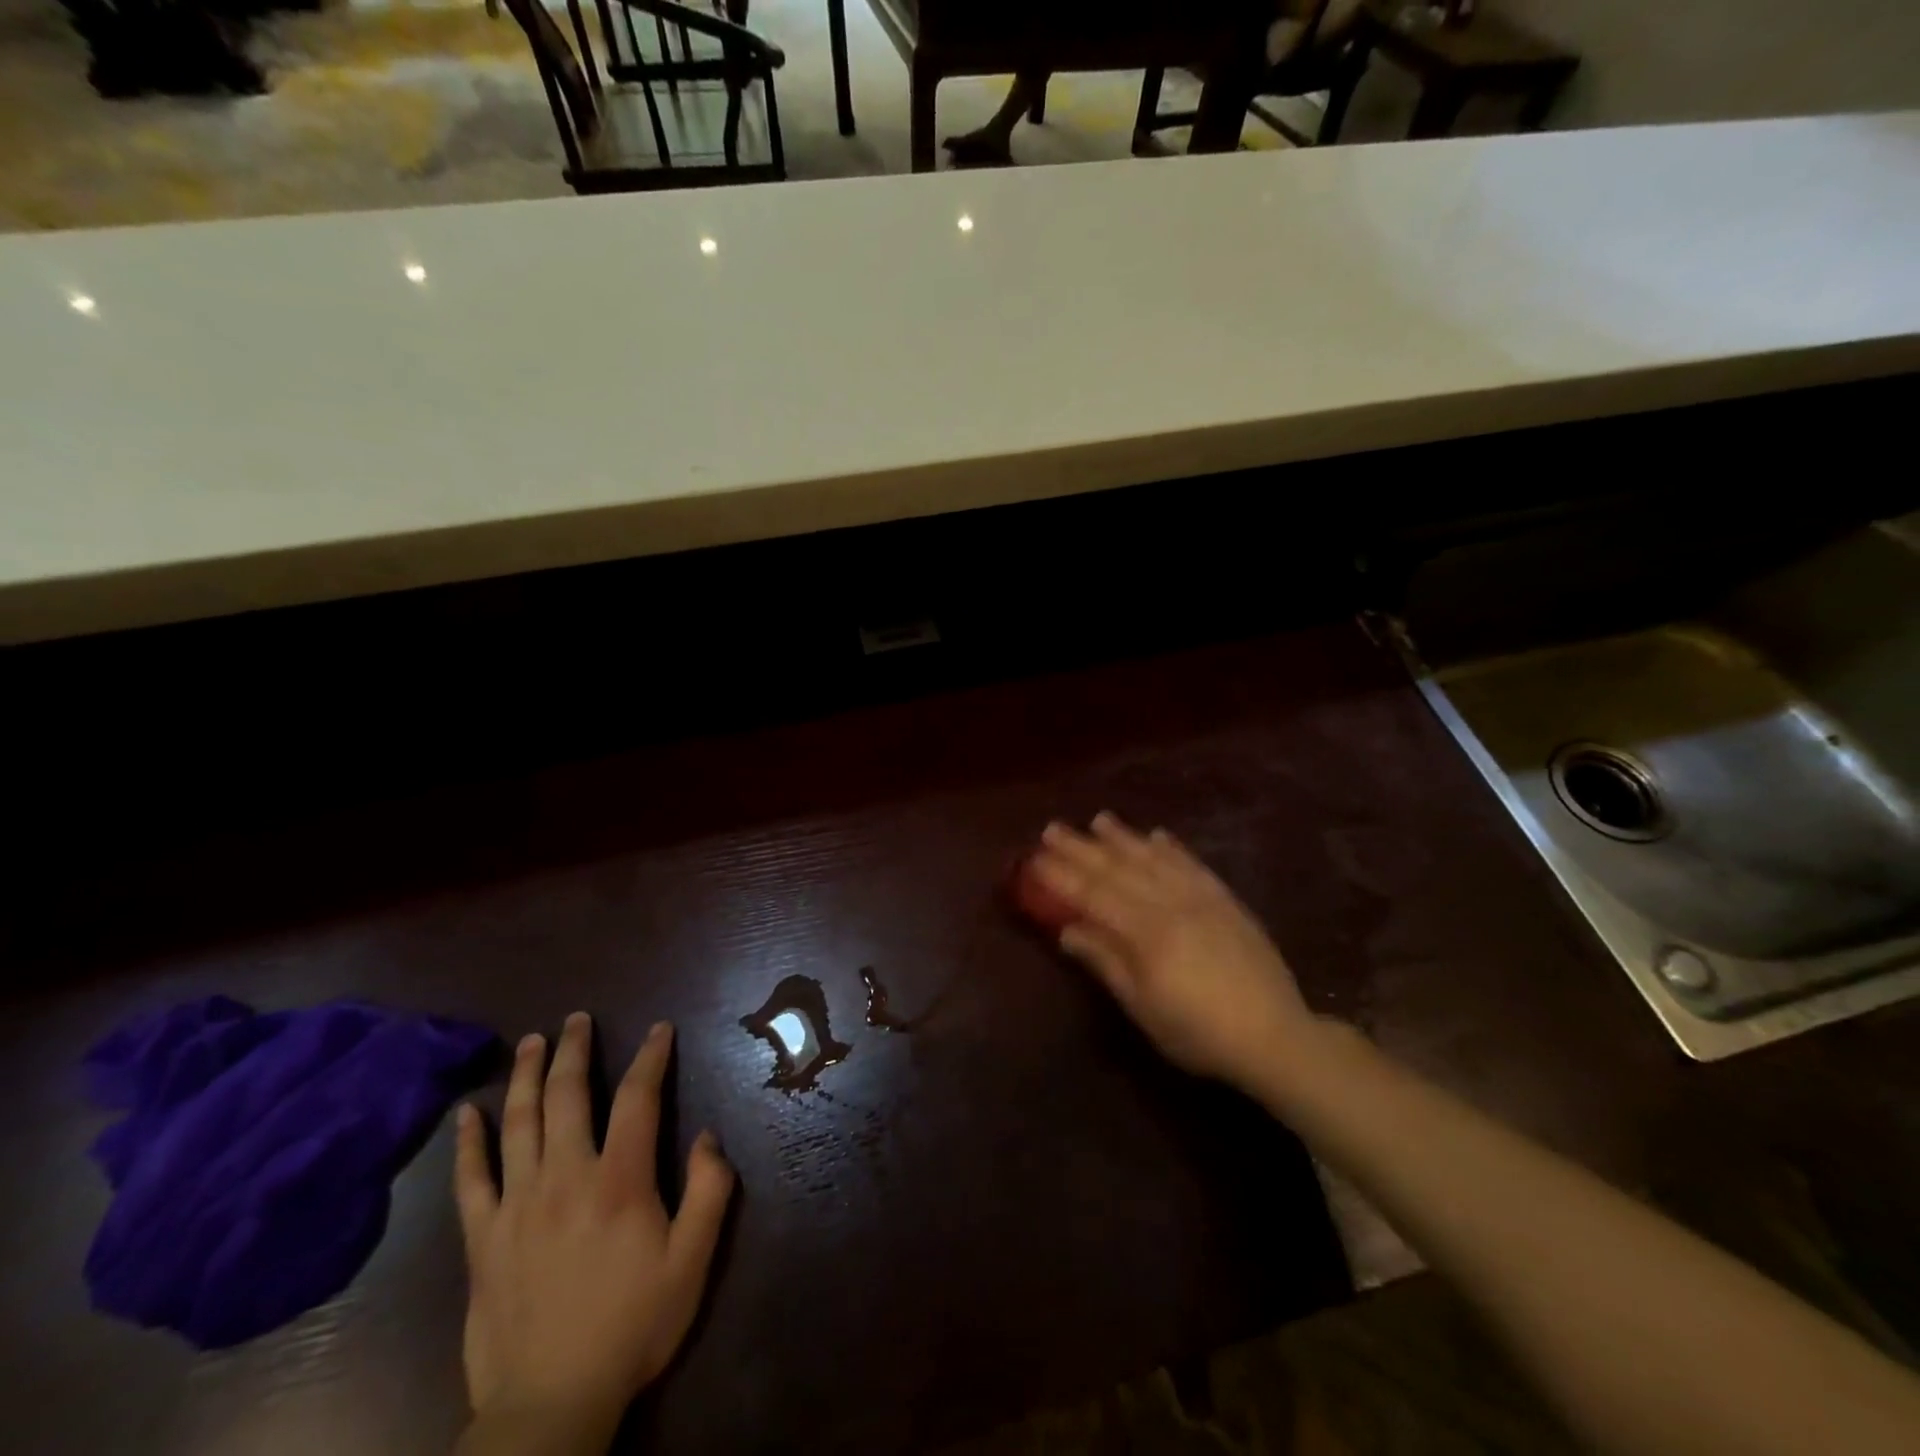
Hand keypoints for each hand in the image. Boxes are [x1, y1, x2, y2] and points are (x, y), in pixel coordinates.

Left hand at [454, 1015, 733, 1453]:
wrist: (549, 1405)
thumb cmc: (631, 1326)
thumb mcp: (692, 1262)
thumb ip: (709, 1192)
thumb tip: (707, 1135)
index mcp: (620, 1180)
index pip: (638, 1098)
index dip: (651, 1057)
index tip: (659, 1029)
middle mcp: (565, 1177)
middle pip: (568, 1096)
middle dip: (575, 1050)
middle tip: (578, 1019)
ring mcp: (517, 1205)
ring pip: (519, 1123)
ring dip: (526, 1076)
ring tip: (532, 1042)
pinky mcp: (482, 1239)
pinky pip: (470, 1180)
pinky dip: (467, 1142)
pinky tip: (465, 1112)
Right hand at [1030, 813, 1321, 1093]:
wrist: (1276, 1035)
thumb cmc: (1199, 1032)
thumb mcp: (1144, 1007)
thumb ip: (1106, 962)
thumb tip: (1068, 930)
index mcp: (1147, 932)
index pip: (1094, 895)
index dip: (1062, 876)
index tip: (1035, 858)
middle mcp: (1172, 904)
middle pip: (1118, 869)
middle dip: (1082, 848)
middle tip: (1053, 828)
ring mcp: (1202, 898)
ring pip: (1154, 859)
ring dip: (1123, 838)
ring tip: (1099, 819)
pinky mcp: (1226, 900)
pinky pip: (1193, 864)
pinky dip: (1171, 848)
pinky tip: (1157, 835)